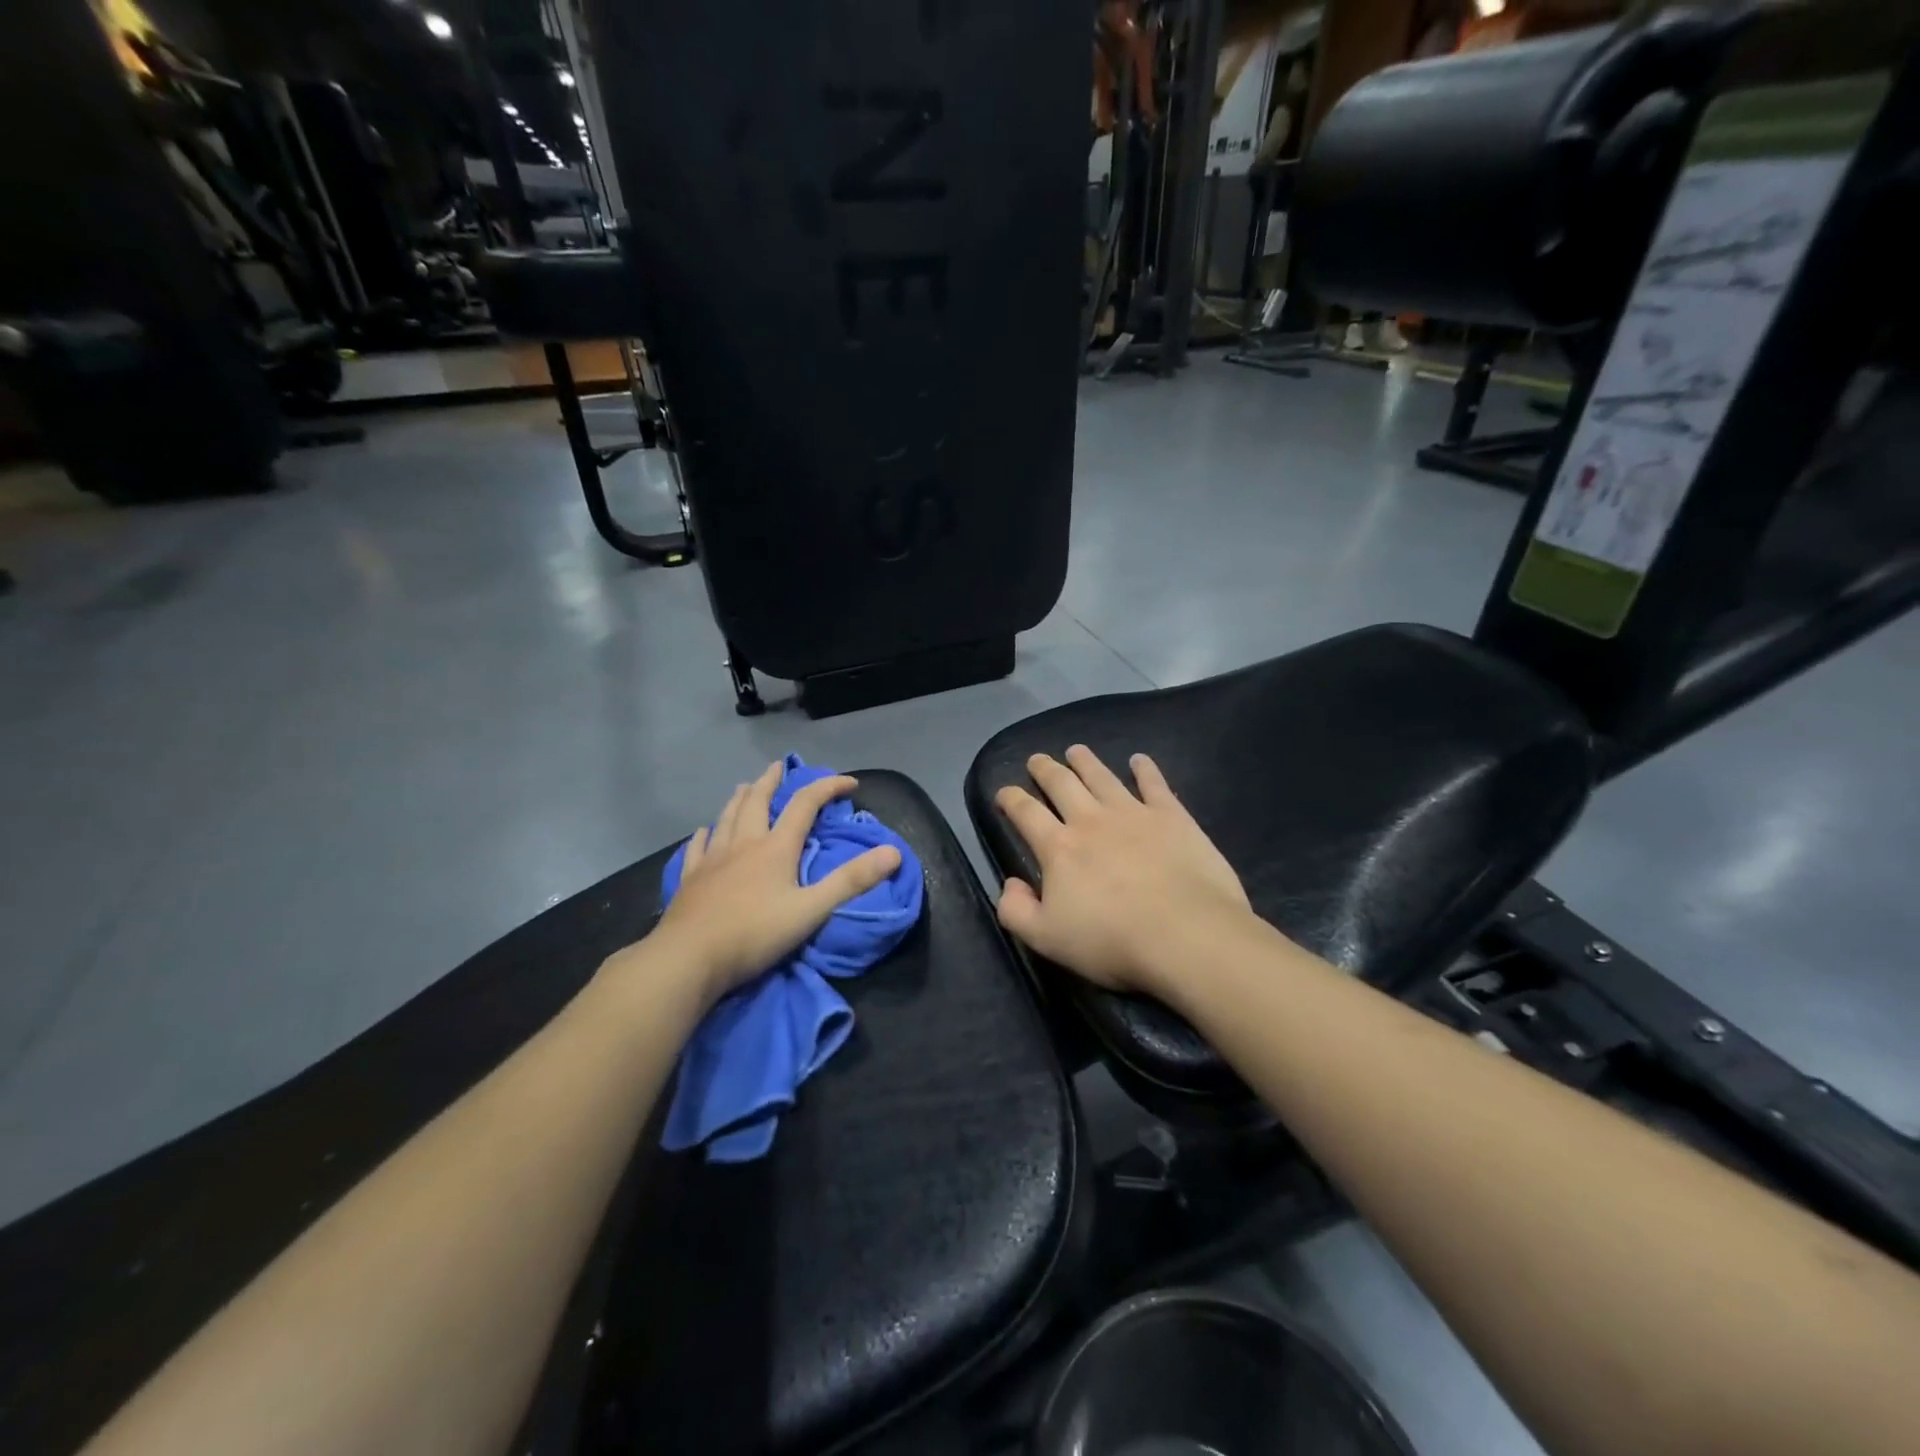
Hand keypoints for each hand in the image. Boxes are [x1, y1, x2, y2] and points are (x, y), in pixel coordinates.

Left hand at [648, 762, 901, 1002]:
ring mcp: (713, 860)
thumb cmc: (754, 934)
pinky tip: (704, 831)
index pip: (805, 805)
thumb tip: (893, 852)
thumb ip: (852, 881)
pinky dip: (705, 834)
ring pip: (727, 818)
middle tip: (778, 767)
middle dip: (772, 782)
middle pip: (758, 802)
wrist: (689, 958)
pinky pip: (698, 848)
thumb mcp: (812, 909)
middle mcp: (744, 844)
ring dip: (740, 799)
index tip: (849, 782)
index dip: (828, 788)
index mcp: (776, 848)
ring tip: (744, 786)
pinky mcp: (691, 879)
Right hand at [994, 745, 1252, 998]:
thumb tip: (1010, 883)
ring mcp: (1133, 813)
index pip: (1026, 812)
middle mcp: (1091, 820)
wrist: (1186, 934)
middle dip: (1045, 769)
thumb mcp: (1047, 939)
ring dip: (1086, 762)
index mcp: (1058, 848)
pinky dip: (1145, 769)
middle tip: (1037, 759)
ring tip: (1076, 750)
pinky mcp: (1172, 816)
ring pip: (1102, 777)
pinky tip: (1140, 760)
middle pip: (1062, 784)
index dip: (1010, 798)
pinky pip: (1154, 783)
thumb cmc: (1113, 941)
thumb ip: (1016, 910)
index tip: (1003, 792)